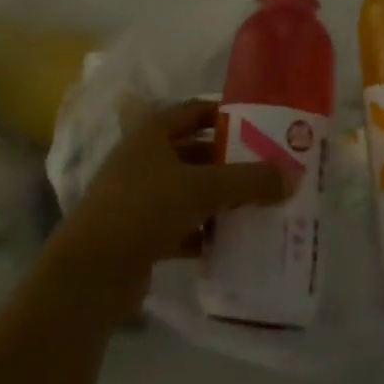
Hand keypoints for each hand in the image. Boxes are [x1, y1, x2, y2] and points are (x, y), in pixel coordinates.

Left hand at [48, 99, 292, 315]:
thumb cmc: (144, 208)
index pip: (197, 111)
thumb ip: (248, 181)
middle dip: (231, 162)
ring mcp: (142, 197)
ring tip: (262, 206)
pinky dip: (207, 232)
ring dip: (222, 199)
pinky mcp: (143, 234)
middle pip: (197, 152)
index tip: (263, 125)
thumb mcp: (201, 188)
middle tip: (270, 171)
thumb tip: (293, 176)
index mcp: (153, 132)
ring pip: (192, 191)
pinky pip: (184, 225)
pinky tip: (235, 243)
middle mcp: (146, 158)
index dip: (228, 115)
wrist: (90, 273)